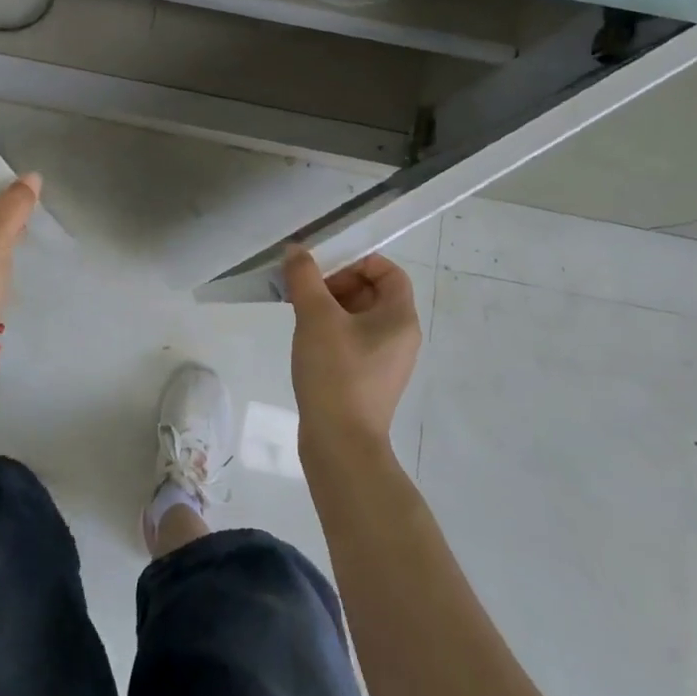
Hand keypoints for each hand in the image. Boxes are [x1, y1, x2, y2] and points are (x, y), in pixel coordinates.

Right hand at [284, 245, 421, 457]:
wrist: (340, 445)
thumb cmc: (336, 373)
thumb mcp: (316, 317)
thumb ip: (304, 277)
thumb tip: (296, 250)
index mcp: (400, 318)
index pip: (389, 272)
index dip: (358, 261)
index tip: (324, 267)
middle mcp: (399, 337)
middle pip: (372, 292)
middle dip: (337, 283)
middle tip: (304, 288)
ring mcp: (385, 361)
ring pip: (359, 317)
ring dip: (329, 306)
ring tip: (298, 310)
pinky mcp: (367, 380)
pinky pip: (352, 340)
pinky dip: (330, 330)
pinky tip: (305, 339)